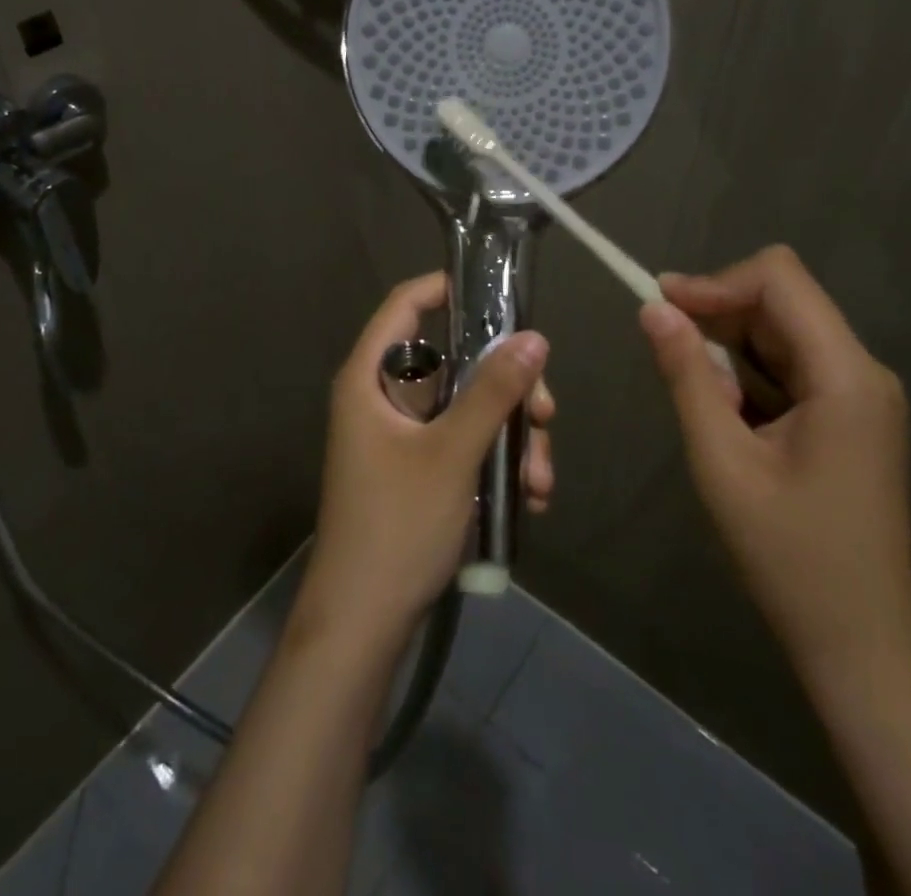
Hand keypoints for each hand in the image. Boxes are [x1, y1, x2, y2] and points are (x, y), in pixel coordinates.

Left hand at [302, 272, 550, 642]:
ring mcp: (402, 437)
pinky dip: (497, 461)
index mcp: (370, 377)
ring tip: (541, 479)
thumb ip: (493, 392)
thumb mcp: (452, 453)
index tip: (499, 294)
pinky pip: (465, 444)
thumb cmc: (397, 525)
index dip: (446, 287)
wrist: (363, 624)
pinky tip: (530, 497)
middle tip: (547, 414)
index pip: (405, 305)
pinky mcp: (418, 471)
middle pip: (453, 362)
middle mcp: (383, 398)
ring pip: (468, 408)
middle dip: (507, 387)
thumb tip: (535, 338)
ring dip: (511, 435)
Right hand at [639, 246, 910, 685]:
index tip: (662, 307)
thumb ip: (686, 376)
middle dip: (718, 316)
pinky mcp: (850, 415)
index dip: (716, 281)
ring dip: (730, 350)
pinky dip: (749, 376)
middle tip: (668, 356)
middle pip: (780, 301)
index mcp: (845, 375)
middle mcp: (862, 371)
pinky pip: (790, 366)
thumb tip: (654, 308)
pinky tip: (731, 419)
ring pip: (781, 331)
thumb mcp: (721, 461)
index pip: (779, 278)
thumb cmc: (788, 555)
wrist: (859, 643)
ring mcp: (860, 394)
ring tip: (706, 404)